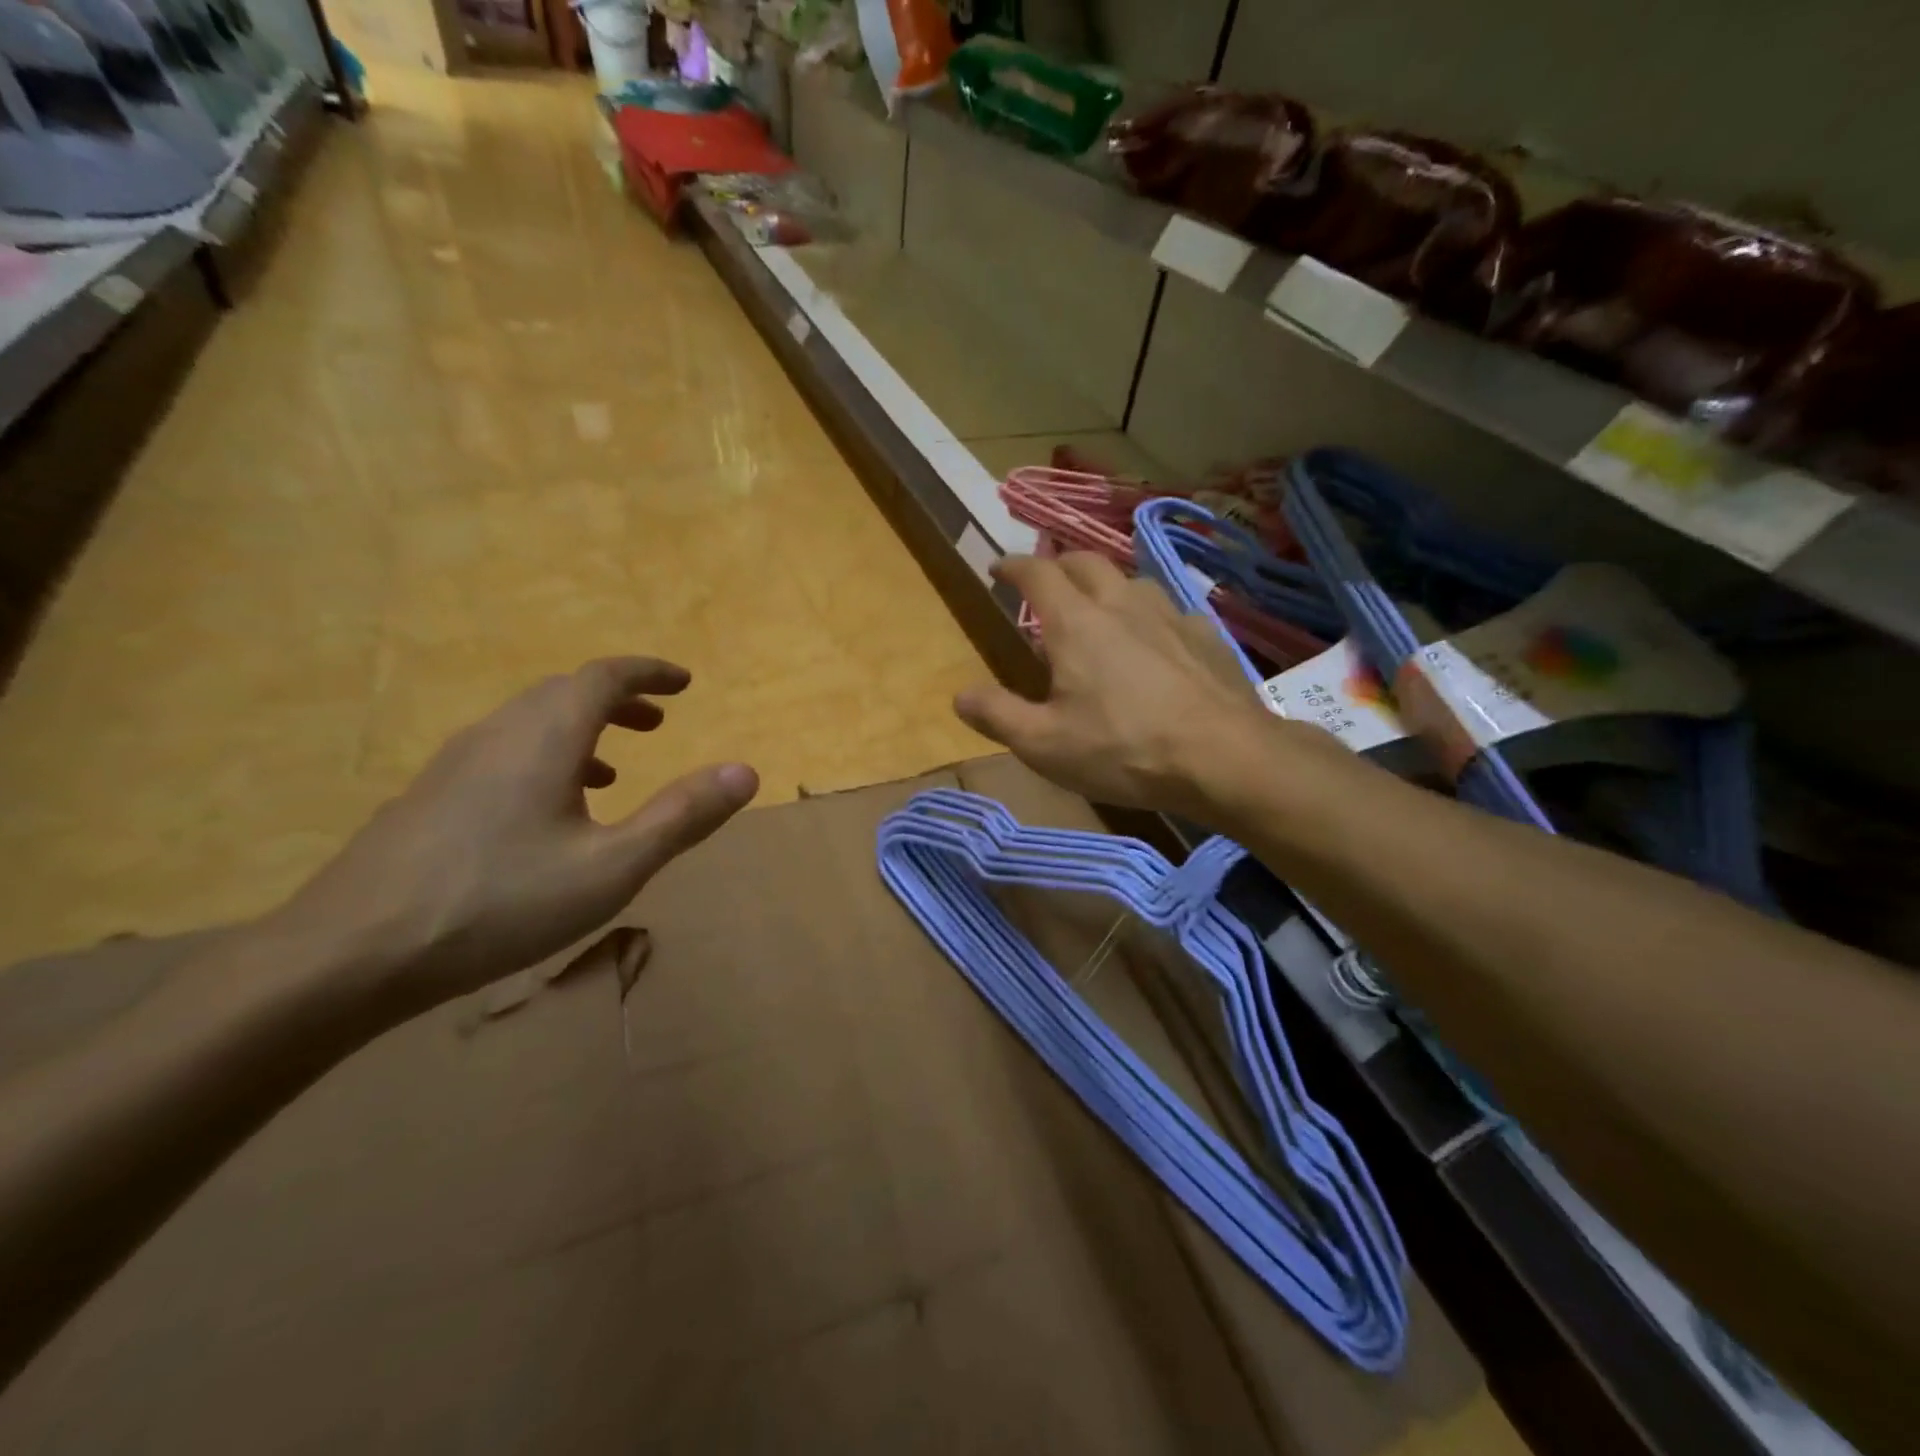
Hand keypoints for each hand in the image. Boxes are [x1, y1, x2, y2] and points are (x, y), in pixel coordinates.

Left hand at [273, 658, 757, 1017]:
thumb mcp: (612, 867)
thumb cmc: (499, 903)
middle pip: (565, 693)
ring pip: (530, 723)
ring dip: (582, 729)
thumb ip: (682, 816)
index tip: (684, 683)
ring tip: (616, 766)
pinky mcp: (430, 797)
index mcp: (545, 737)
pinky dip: (545, 758)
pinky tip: (550, 812)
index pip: (604, 676)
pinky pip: (503, 752)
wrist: (348, 955)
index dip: (649, 672)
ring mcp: (455, 764)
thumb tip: (746, 771)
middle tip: (659, 721)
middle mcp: (498, 734)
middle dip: (618, 699)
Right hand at [955, 554, 1346, 819]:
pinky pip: (1170, 612)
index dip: (1013, 565)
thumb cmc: (1123, 750)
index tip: (998, 568)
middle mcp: (1122, 605)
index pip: (1037, 573)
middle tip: (1046, 583)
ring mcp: (1170, 616)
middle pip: (1086, 562)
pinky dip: (1149, 617)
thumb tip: (959, 695)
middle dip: (1059, 565)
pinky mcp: (1206, 636)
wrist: (1223, 758)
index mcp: (1076, 624)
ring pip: (1131, 581)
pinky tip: (1156, 644)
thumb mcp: (1044, 745)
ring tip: (1100, 609)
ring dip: (1107, 586)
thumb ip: (997, 715)